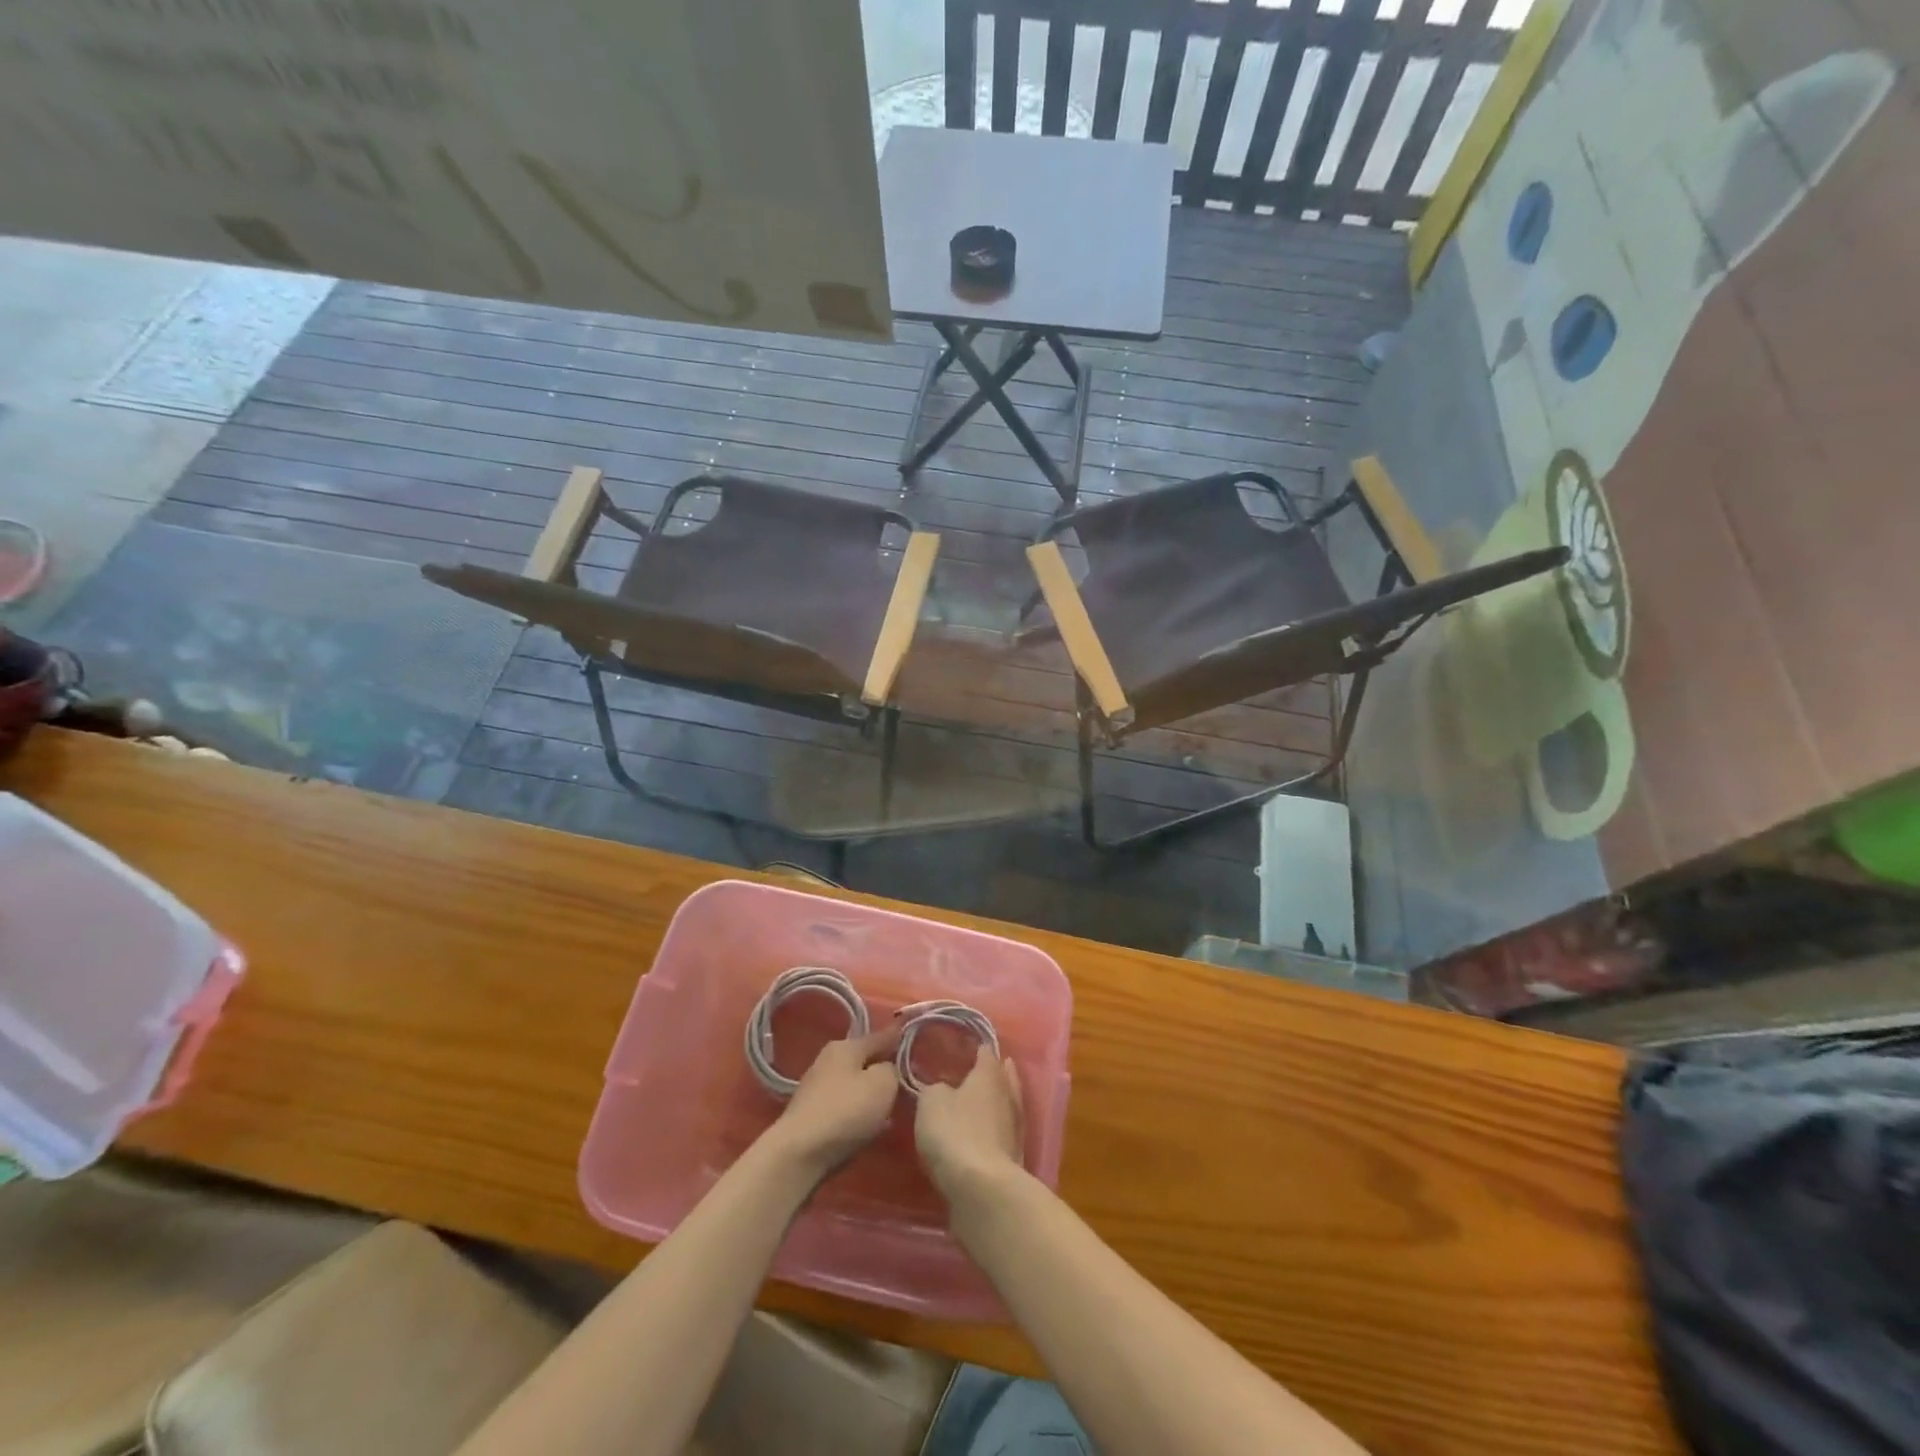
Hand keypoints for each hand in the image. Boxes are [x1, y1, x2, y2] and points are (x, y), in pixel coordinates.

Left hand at [769, 1027, 902, 1179]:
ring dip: (871, 1093)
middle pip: (865, 1060)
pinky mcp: (812, 1116)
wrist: (799, 1154)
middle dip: (884, 1068)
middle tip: (907, 1078)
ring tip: (893, 1105)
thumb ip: (892, 1070)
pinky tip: (871, 1126)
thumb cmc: (846, 1111)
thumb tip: (887, 1069)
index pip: (880, 1036)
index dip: (899, 1037)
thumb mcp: (882, 1084)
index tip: (913, 1037)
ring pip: (855, 1084)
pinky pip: (845, 1106)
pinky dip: (858, 1112)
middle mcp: (828, 1061)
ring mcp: (817, 1088)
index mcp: (846, 1047)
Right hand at [915, 1044, 1024, 1201]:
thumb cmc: (955, 1132)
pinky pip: (1001, 1136)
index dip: (977, 1048)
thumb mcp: (931, 1102)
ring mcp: (1014, 1130)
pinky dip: (993, 1132)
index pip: (986, 1053)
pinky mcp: (1013, 1159)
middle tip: (981, 1069)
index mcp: (989, 1075)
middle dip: (993, 1073)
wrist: (981, 1189)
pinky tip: (981, 1135)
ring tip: (979, 1101)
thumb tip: (942, 1089)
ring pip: (1006, 1107)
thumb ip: (935, 1089)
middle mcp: (1007, 1096)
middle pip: (1003, 1078)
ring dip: (995, 1104)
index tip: (968, 1046)